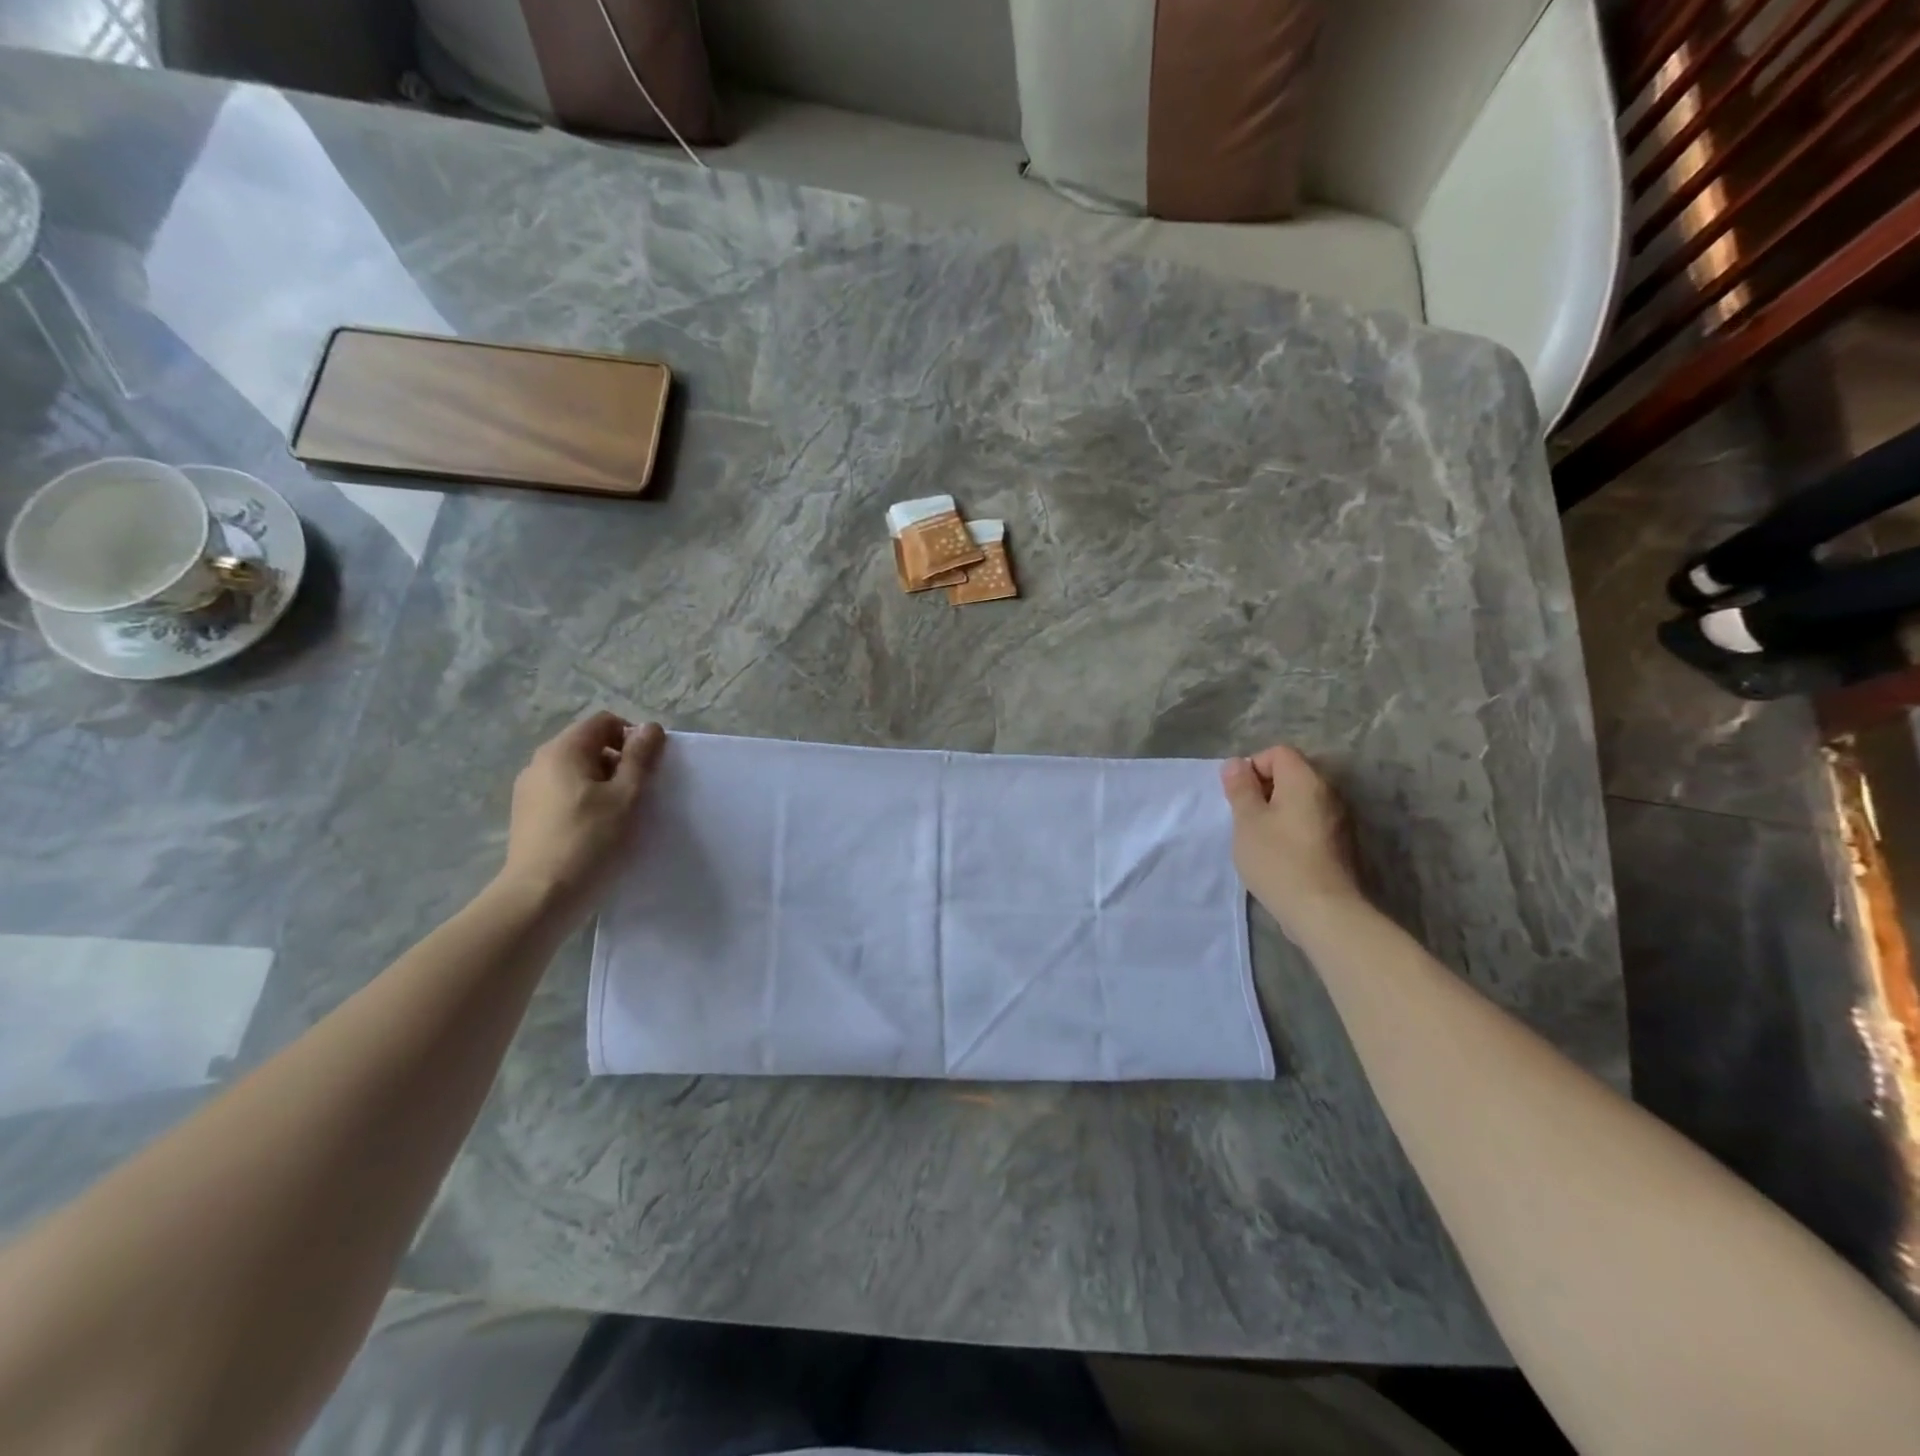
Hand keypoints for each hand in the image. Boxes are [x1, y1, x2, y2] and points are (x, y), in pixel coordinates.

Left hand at [499, 712, 665, 917]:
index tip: (649, 768)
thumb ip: (640, 757)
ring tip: (621, 816)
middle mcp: (540, 762)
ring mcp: (529, 791)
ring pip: (578, 772)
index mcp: (563, 750)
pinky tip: (597, 831)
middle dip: (620, 762)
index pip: (604, 722)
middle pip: (590, 745)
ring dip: (605, 784)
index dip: (633, 737)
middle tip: (640, 794)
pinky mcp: (528, 816)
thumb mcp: (627, 796)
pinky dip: (586, 802)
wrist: (540, 898)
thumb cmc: (590, 841)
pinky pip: (565, 794)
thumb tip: (650, 727)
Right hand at [1220, 745, 1363, 936]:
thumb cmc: (1278, 859)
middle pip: (1292, 774)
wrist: (1323, 910)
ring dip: (1278, 811)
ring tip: (1260, 838)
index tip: (1239, 796)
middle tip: (1245, 817)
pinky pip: (1311, 821)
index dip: (1253, 767)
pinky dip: (1293, 828)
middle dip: (1264, 789)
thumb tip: (1236, 763)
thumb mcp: (1247, 821)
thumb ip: (1240, 788)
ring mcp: (1339, 819)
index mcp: (1305, 780)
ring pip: (1301, 800)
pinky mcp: (1341, 844)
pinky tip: (1280, 854)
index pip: (1278, 752)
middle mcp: (1328, 792)